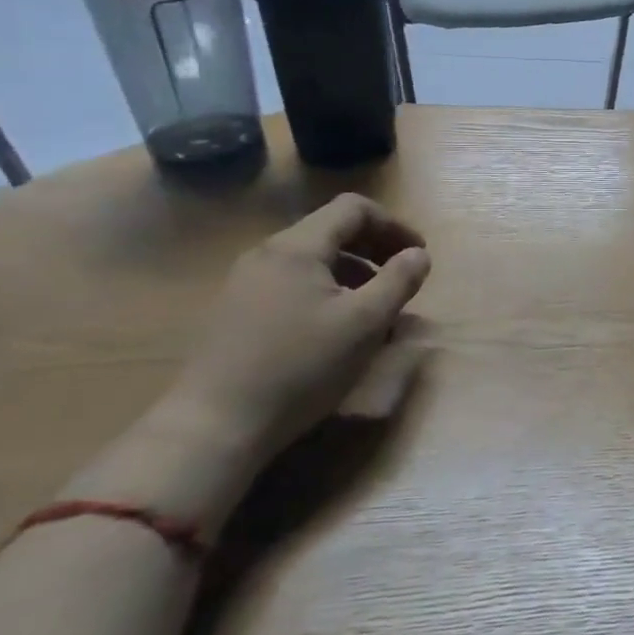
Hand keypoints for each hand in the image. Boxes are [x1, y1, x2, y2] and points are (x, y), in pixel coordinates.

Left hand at [169, 194, 431, 468]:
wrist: (214, 426)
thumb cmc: (300, 366)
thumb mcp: (365, 323)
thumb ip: (398, 281)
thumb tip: (418, 255)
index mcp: (297, 247)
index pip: (354, 208)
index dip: (394, 225)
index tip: (418, 255)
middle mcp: (267, 254)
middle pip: (331, 230)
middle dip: (375, 248)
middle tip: (402, 278)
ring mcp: (245, 283)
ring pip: (312, 260)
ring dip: (353, 273)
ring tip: (376, 308)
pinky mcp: (236, 312)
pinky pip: (292, 284)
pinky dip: (326, 291)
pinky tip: (336, 329)